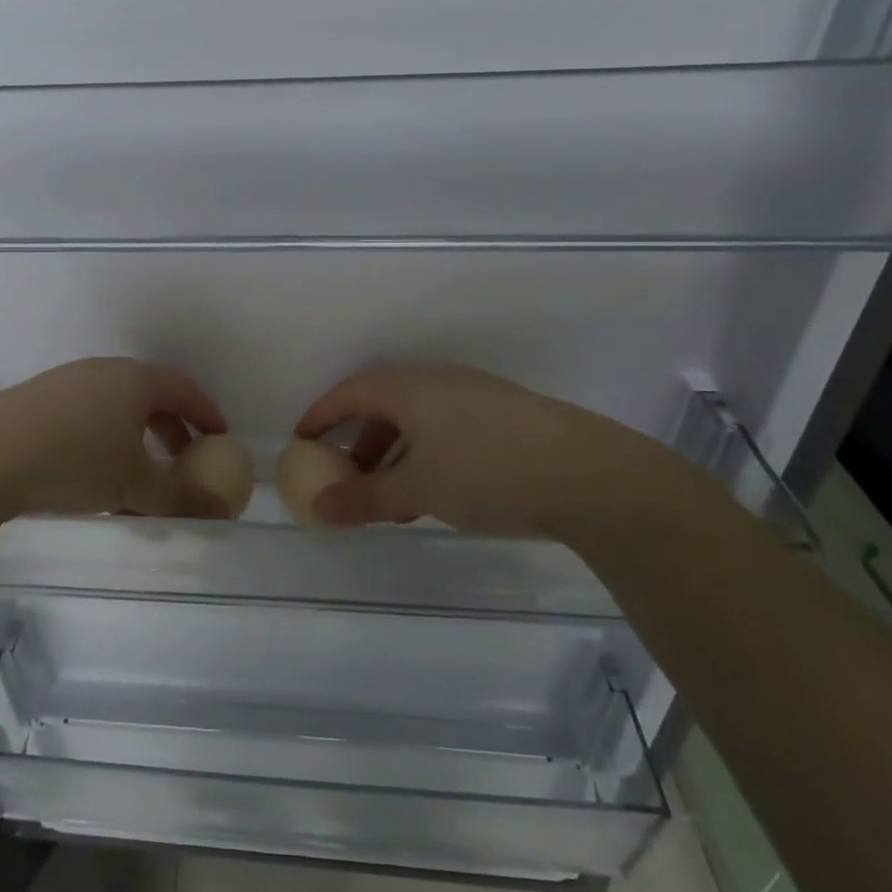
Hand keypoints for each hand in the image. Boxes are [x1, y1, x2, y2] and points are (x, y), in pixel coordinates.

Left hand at [0, 358, 233, 521]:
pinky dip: (103, 440)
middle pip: (150, 395)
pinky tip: (91, 474)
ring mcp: (66, 382)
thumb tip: (221, 511)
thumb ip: (181, 498)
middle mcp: (103, 371)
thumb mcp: (135, 484)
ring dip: (135, 438)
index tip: (220, 438)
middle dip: (171, 429)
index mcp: (135, 380)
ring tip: (136, 475)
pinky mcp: (35, 400)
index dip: (207, 414)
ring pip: (115, 407)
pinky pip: (85, 415)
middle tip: (183, 459)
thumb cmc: (76, 461)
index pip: (184, 389)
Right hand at [293, 364, 718, 539]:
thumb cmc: (488, 472)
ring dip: (395, 456)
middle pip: (384, 407)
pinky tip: (435, 495)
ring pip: (418, 422)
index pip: (350, 393)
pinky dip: (426, 458)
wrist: (590, 475)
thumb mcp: (418, 489)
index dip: (321, 416)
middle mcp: (440, 382)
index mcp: (411, 387)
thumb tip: (318, 509)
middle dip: (359, 443)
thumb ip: (364, 498)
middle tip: (346, 477)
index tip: (301, 442)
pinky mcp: (505, 418)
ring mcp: (476, 398)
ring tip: (390, 500)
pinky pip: (446, 432)